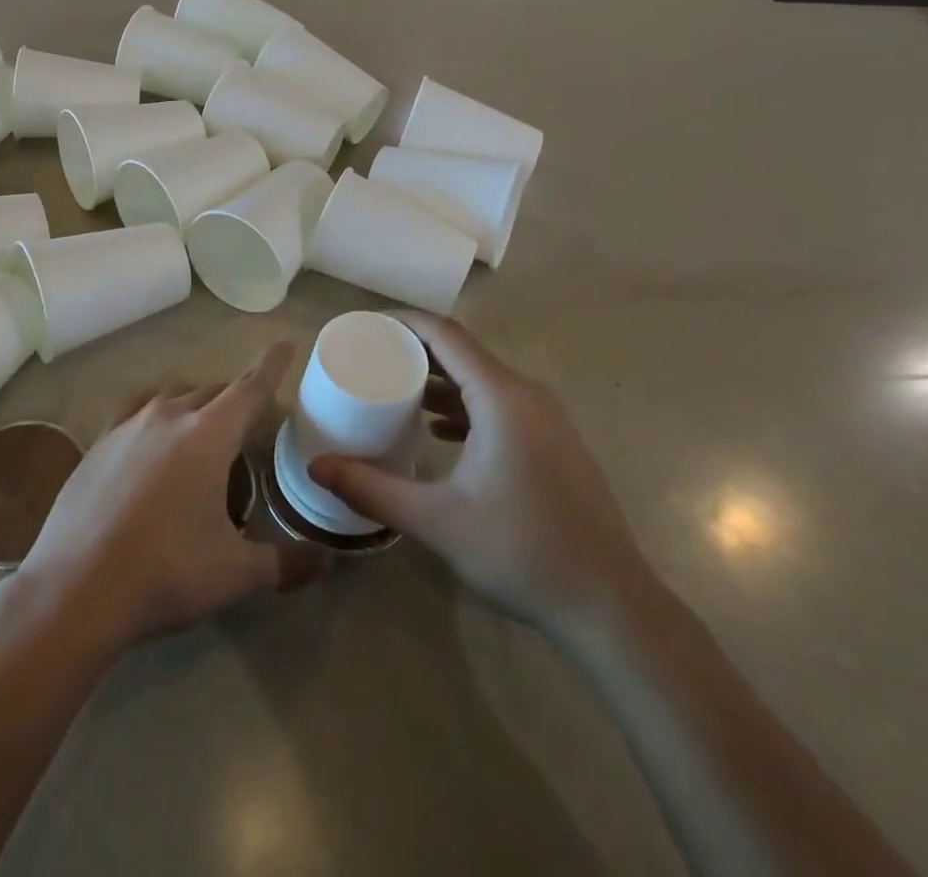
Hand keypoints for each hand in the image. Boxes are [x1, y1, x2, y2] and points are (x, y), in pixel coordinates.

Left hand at [15, 342, 330, 652]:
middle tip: (249, 426)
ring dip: (195, 404)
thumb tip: (328, 560)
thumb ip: (287, 563)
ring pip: (173, 396)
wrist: (75, 589)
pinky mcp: (98, 442)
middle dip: (235, 401)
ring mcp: (128, 425)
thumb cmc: (166, 573)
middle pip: (213, 392)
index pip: (250, 387)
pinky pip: (135, 409)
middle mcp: (170, 415)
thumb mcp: (235, 574)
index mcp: (209, 434)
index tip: (286, 341)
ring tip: (203, 432)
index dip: (272, 365)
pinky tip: (151, 437)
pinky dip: (154, 412)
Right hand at [310, 311, 656, 634]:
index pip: (446, 335)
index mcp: (502, 397)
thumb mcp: (436, 521)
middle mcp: (527, 395)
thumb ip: (372, 490)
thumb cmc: (522, 551)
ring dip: (440, 380)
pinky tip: (441, 433)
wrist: (610, 605)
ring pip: (483, 380)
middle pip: (463, 353)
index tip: (366, 326)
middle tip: (371, 360)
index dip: (404, 322)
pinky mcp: (554, 442)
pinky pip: (501, 405)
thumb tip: (316, 467)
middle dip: (416, 351)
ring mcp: (547, 419)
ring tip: (396, 393)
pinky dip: (465, 406)